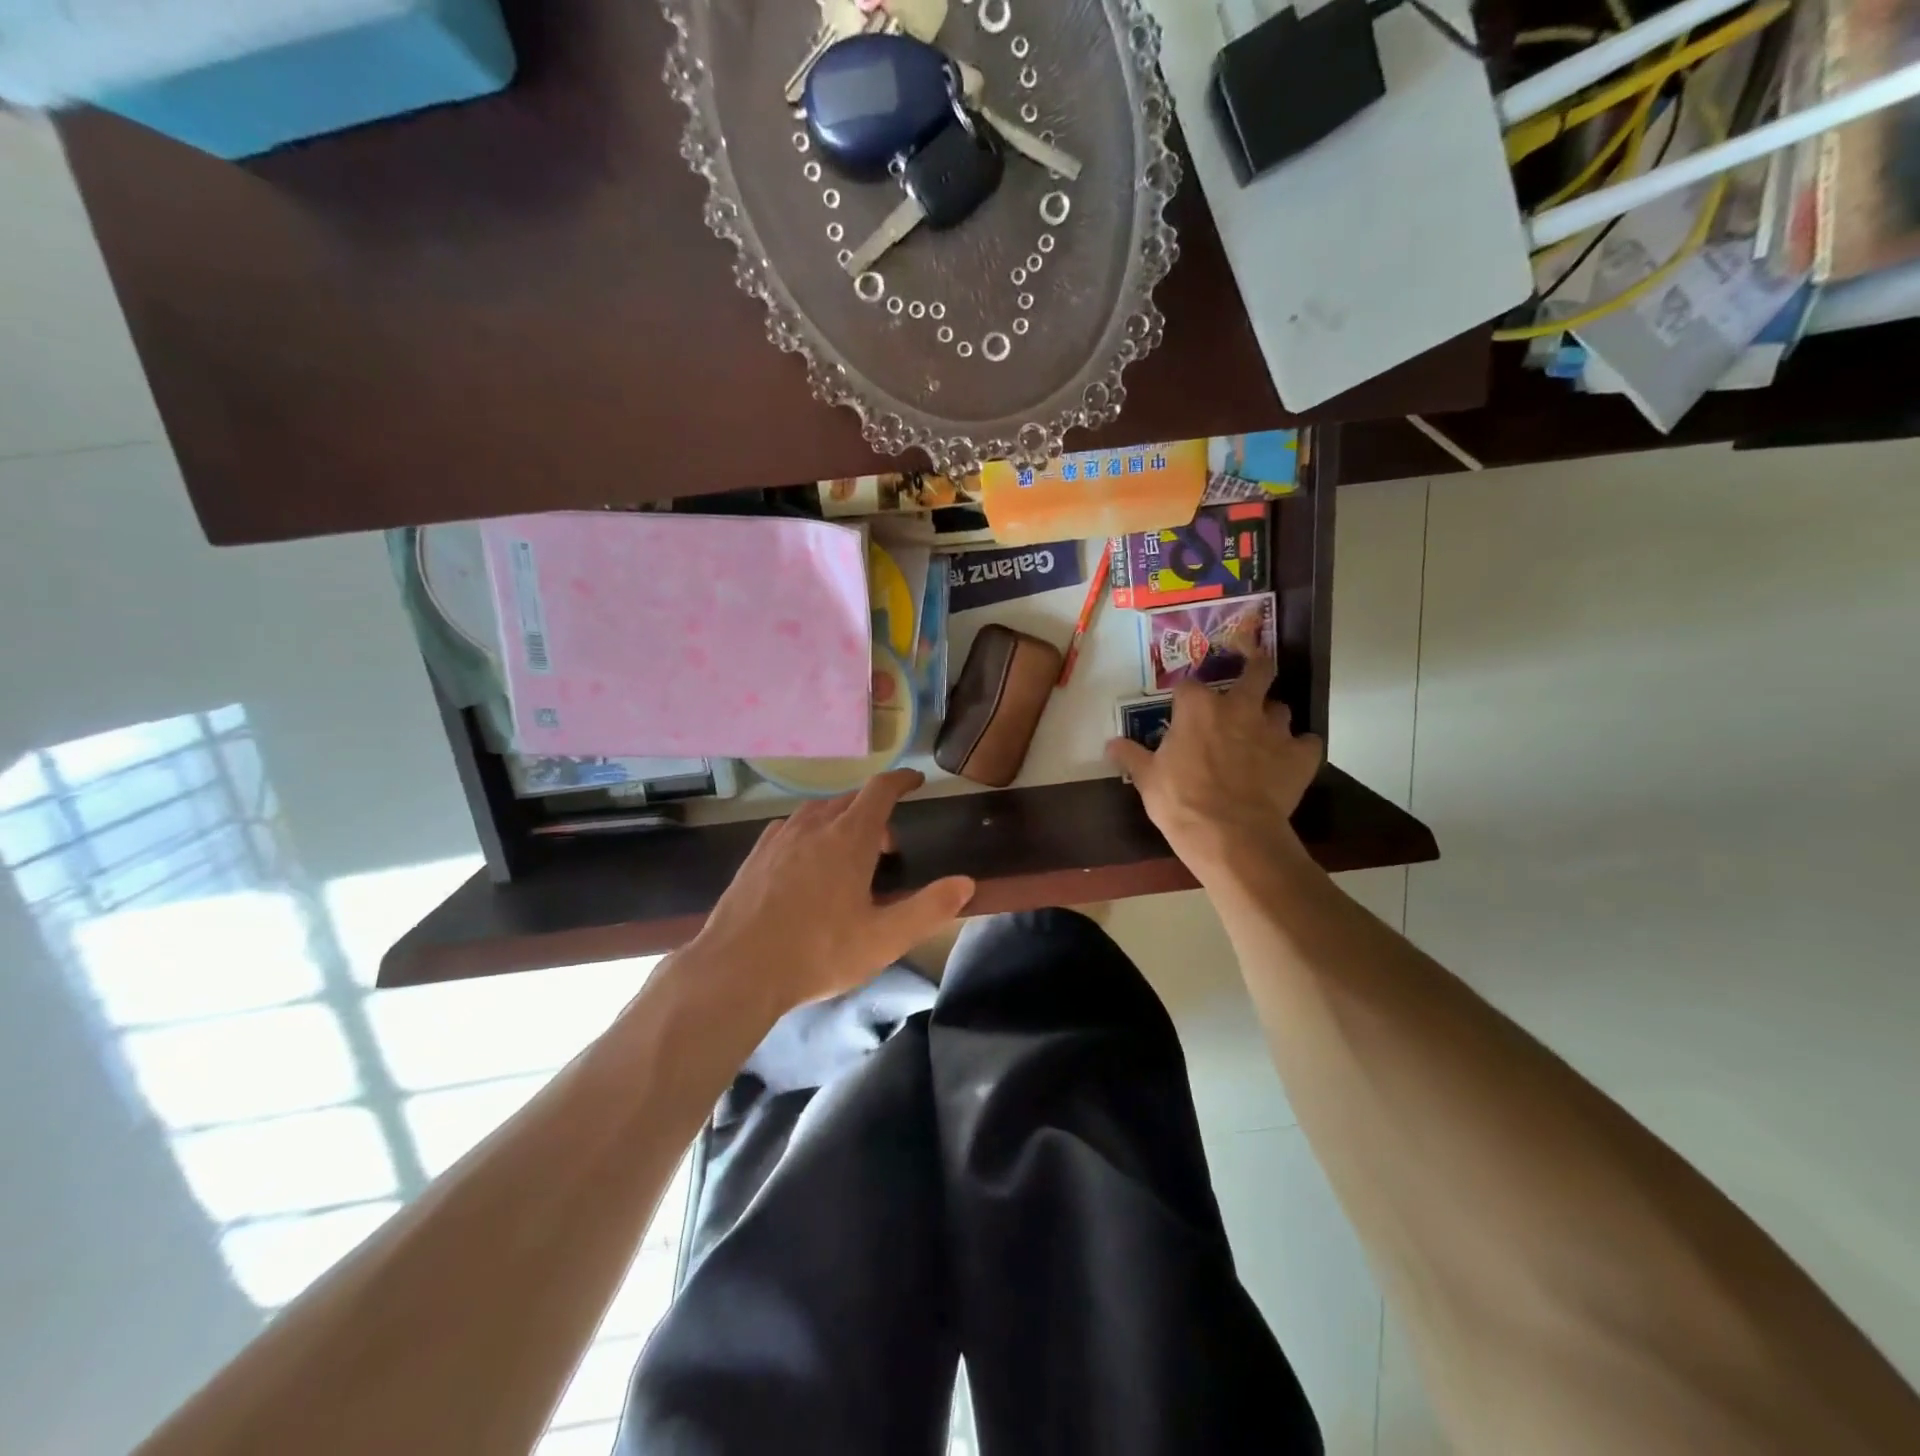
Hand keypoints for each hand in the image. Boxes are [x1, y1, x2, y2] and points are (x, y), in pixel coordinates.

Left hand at [683, 769, 975, 1018]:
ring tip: (848, 858)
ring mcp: (779, 838)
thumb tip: (966, 883)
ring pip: (818, 812)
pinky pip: (791, 828)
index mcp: (849, 838)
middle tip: (887, 851)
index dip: (901, 780)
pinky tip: (807, 864)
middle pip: (850, 801)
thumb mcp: (884, 939)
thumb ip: (929, 909)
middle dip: (875, 814)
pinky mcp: (755, 855)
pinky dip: (810, 833)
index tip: (916, 781)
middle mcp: (813, 826)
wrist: (736, 971)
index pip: (880, 790)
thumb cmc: (817, 953)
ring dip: (841, 823)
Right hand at [1105, 655, 1323, 880]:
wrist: (1230, 836)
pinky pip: (1308, 743)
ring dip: (1272, 717)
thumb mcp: (1147, 779)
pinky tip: (1290, 761)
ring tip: (1263, 735)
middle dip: (1256, 669)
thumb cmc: (1180, 802)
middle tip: (1251, 679)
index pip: (1190, 686)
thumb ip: (1131, 756)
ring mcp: (1274, 730)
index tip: (1182, 711)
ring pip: (1281, 708)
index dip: (1187, 698)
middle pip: (1258, 671)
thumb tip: (1110, 744)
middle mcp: (1239, 707)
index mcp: (1198, 708)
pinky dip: (1300, 749)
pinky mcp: (1300, 756)